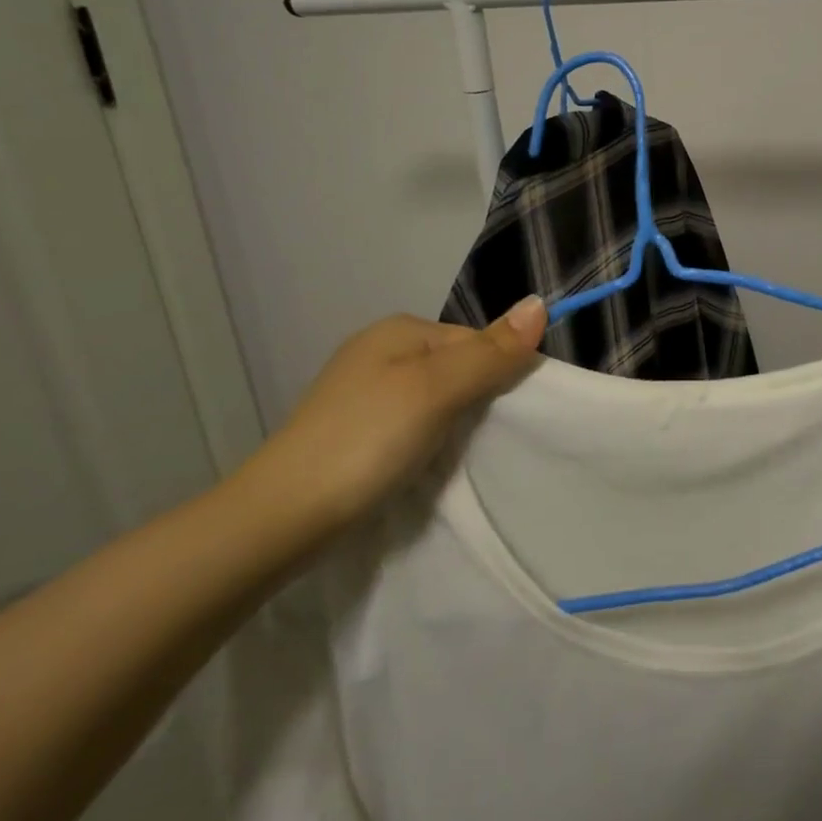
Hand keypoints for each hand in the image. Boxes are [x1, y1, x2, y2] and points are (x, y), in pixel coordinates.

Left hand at [242, 298, 546, 535]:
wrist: (281, 517)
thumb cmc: (366, 441)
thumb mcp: (437, 390)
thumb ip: (490, 352)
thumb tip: (540, 303)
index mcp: (399, 329)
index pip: (477, 340)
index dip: (498, 374)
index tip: (504, 418)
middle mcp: (379, 350)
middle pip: (457, 367)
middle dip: (474, 400)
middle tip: (479, 440)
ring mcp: (362, 391)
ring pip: (435, 397)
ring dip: (451, 424)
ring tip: (452, 456)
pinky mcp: (353, 429)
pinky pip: (411, 422)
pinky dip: (425, 440)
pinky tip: (422, 464)